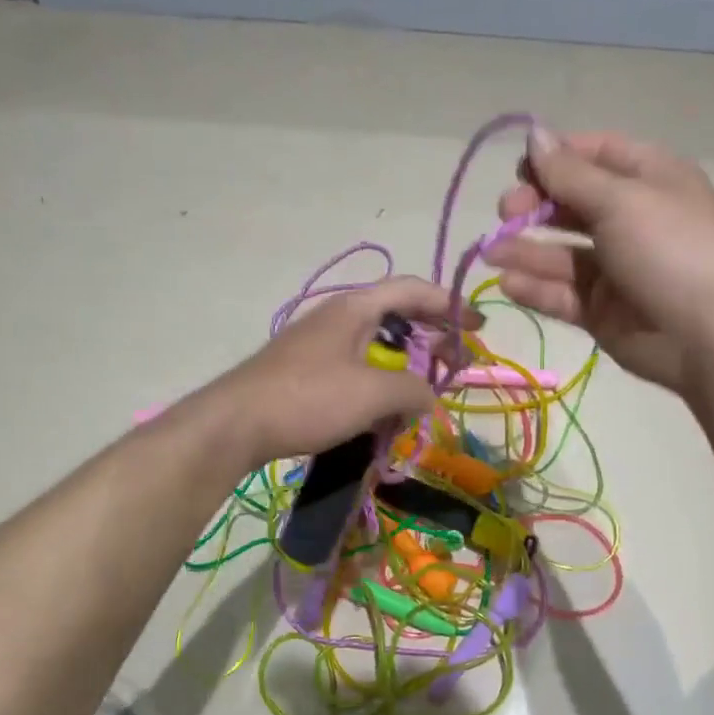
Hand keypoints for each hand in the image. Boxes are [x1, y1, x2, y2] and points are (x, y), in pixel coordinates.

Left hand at [208, 276, 478, 467]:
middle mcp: (337, 319)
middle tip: (454, 364)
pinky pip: (355, 372)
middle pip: (396, 318)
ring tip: (421, 395)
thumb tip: (429, 396)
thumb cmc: (308, 398)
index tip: (477, 327)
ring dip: (404, 369)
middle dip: (430, 340)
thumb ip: (413, 390)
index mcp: (355, 309)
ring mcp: (319, 346)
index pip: (412, 290)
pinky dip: (378, 387)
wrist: (236, 424)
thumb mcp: (373, 393)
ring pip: (375, 349)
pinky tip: (384, 414)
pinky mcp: (306, 374)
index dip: (449, 305)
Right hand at [484, 128, 713, 391]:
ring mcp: (614, 268)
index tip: (520, 170)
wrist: (707, 333)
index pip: (593, 154)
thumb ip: (569, 173)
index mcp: (647, 178)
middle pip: (570, 204)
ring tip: (491, 254)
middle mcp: (629, 219)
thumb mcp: (620, 200)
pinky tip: (509, 283)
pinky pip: (562, 294)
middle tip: (506, 215)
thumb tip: (534, 134)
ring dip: (525, 250)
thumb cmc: (670, 249)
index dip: (555, 158)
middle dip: (534, 207)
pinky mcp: (601, 310)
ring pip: (560, 253)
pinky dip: (536, 288)